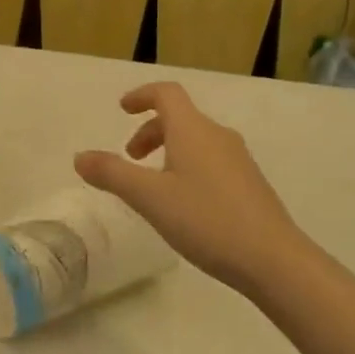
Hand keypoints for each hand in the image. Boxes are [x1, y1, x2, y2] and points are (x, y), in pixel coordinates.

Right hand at [73, 82, 303, 291]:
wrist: (274, 260)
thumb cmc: (206, 220)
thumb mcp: (149, 198)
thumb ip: (112, 174)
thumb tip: (80, 156)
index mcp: (193, 130)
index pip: (166, 93)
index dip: (141, 95)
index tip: (122, 109)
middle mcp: (217, 135)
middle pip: (179, 118)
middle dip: (150, 131)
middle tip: (130, 158)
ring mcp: (238, 160)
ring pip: (195, 141)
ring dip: (168, 150)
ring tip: (153, 185)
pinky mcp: (250, 184)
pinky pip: (210, 160)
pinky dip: (187, 166)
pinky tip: (184, 204)